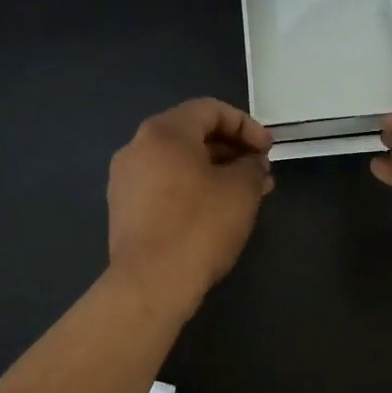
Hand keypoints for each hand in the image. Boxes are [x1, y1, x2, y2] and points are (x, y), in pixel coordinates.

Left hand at [107, 98, 272, 315]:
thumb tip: (252, 164)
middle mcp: (137, 147)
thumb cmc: (200, 226)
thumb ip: (252, 166)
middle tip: (260, 173)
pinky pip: (164, 185)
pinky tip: (216, 212)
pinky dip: (192, 189)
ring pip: (178, 162)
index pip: (210, 110)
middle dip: (231, 150)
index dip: (246, 125)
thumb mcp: (242, 190)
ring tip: (245, 195)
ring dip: (214, 171)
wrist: (151, 282)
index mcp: (164, 132)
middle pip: (191, 134)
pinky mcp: (123, 209)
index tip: (268, 151)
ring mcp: (125, 180)